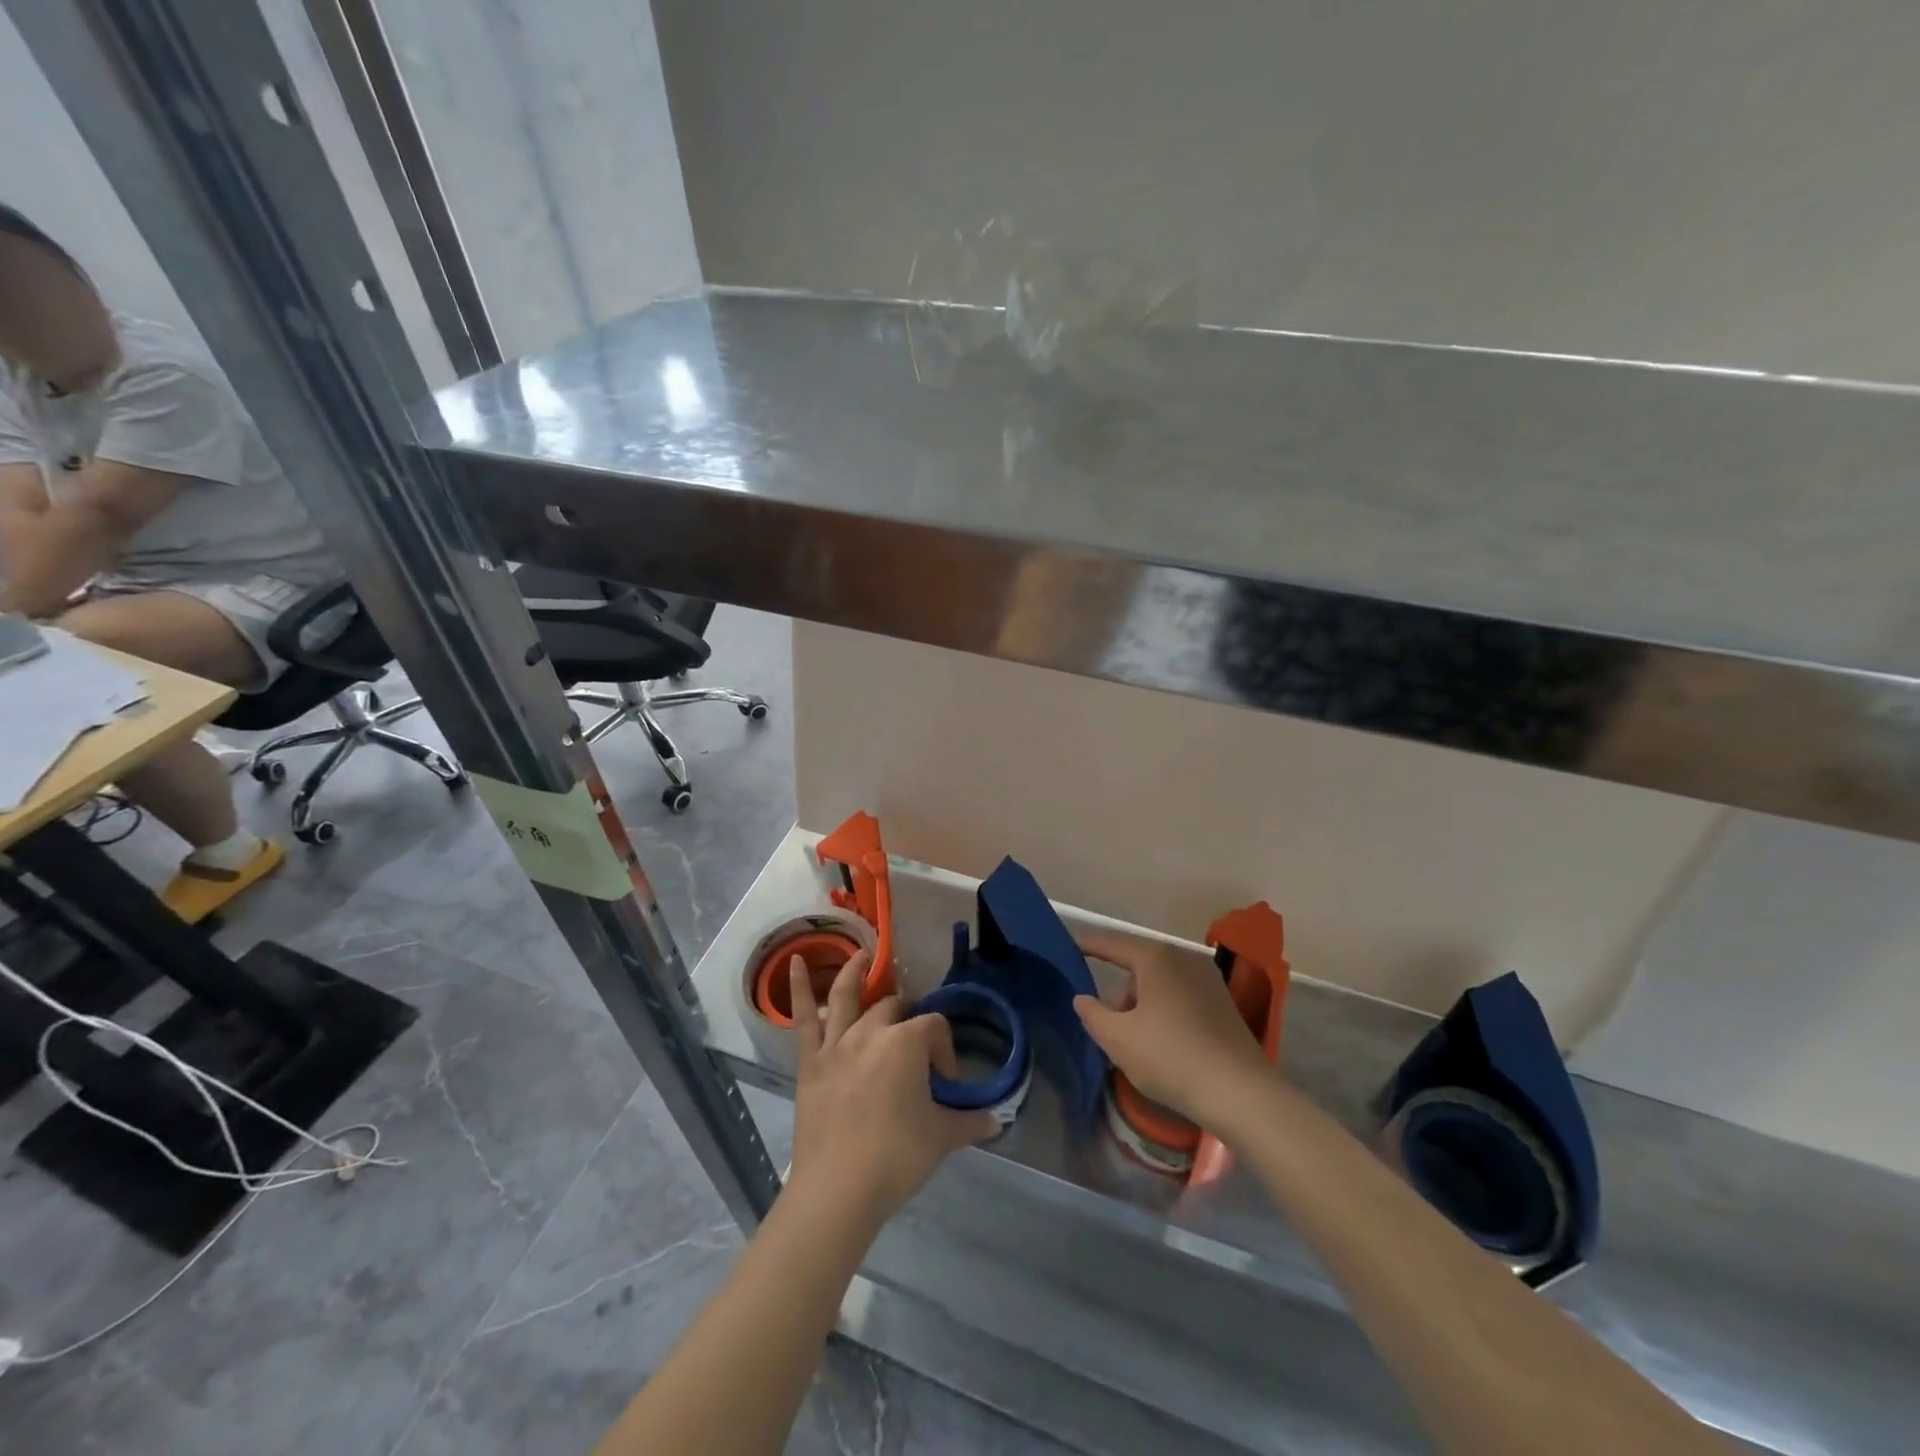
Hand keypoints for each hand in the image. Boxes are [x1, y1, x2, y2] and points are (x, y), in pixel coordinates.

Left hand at [786, 951, 997, 1226]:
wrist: (838, 1189)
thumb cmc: (896, 1158)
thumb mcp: (942, 1138)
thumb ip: (970, 1122)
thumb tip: (997, 1120)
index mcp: (907, 1043)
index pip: (935, 1028)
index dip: (945, 1052)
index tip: (946, 1086)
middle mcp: (871, 1032)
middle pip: (894, 1008)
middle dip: (908, 1018)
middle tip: (914, 1042)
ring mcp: (836, 1043)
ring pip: (847, 996)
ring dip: (857, 971)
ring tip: (865, 955)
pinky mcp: (809, 1061)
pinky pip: (802, 1018)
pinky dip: (798, 987)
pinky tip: (794, 962)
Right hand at [1075, 932, 1277, 1136]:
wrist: (1241, 1094)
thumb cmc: (1171, 1058)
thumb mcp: (1118, 1039)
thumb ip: (1092, 1014)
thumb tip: (1082, 998)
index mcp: (1156, 958)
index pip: (1112, 945)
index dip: (1088, 945)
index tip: (1068, 945)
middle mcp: (1184, 959)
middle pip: (1137, 968)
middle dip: (1120, 995)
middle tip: (1110, 1029)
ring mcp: (1208, 980)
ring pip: (1160, 985)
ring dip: (1143, 1007)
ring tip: (1138, 1046)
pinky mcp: (1224, 1004)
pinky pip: (1181, 999)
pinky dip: (1165, 1014)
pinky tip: (1165, 1047)